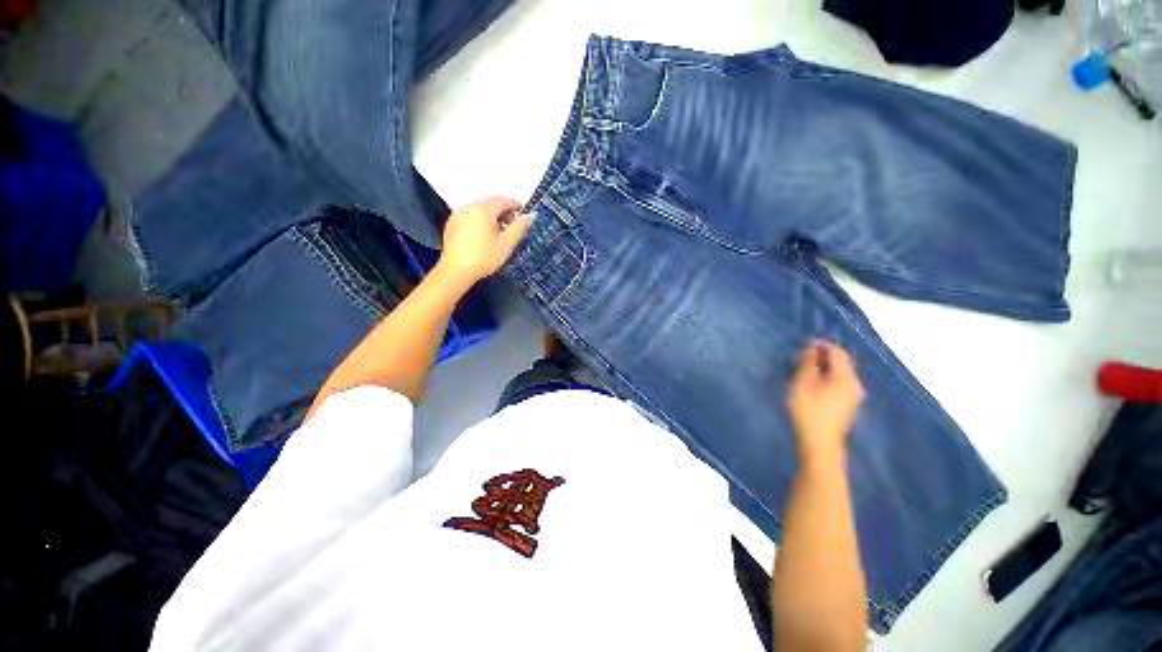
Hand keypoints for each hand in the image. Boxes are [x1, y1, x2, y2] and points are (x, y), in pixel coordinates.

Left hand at [437, 196, 533, 284]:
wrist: (456, 271)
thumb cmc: (484, 258)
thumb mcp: (506, 244)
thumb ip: (519, 227)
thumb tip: (531, 214)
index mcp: (483, 209)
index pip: (503, 200)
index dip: (516, 206)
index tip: (524, 217)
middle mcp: (469, 206)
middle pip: (491, 203)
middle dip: (504, 212)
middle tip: (513, 228)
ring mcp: (458, 214)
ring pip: (480, 209)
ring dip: (492, 217)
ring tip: (498, 234)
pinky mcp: (452, 223)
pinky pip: (470, 216)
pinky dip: (480, 221)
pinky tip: (483, 237)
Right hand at [786, 341, 864, 461]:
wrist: (819, 442)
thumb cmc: (808, 410)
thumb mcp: (803, 383)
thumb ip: (808, 364)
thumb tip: (812, 350)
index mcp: (846, 377)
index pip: (838, 352)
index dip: (822, 345)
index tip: (805, 343)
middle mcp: (855, 384)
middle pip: (842, 362)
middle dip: (823, 355)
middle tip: (803, 355)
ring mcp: (853, 395)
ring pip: (840, 373)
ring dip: (825, 366)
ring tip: (805, 367)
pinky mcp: (848, 404)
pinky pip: (839, 382)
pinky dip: (827, 376)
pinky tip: (814, 381)